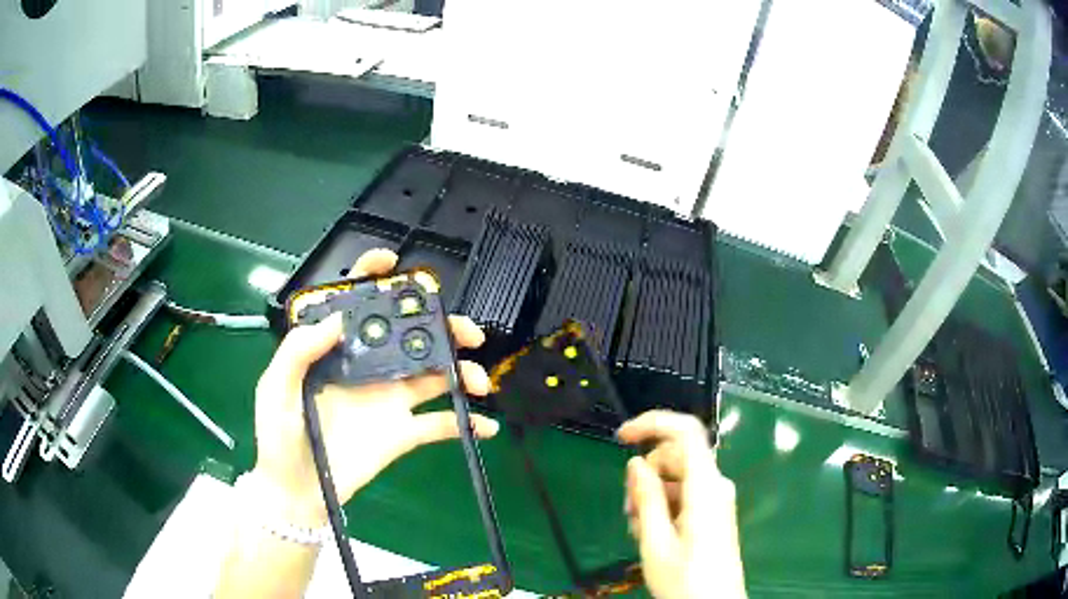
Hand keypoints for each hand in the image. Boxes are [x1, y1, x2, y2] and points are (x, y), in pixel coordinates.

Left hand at [251, 249, 499, 525]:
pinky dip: (465, 422)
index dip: (373, 278)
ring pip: (433, 374)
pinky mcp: (402, 433)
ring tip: (477, 382)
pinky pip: (439, 424)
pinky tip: (485, 425)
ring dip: (461, 372)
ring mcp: (388, 400)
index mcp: (335, 352)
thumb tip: (338, 320)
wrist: (298, 492)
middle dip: (442, 326)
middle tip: (467, 332)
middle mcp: (367, 368)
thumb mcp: (275, 390)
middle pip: (409, 336)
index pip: (355, 305)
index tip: (393, 264)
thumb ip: (297, 352)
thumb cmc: (279, 438)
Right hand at [617, 411, 745, 598]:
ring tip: (637, 529)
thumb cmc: (685, 579)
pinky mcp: (715, 512)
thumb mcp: (655, 542)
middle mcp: (716, 485)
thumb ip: (646, 498)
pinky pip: (686, 494)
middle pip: (677, 456)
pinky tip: (651, 532)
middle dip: (646, 474)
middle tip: (627, 509)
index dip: (653, 424)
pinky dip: (664, 505)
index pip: (686, 432)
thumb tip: (635, 463)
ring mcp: (717, 499)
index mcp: (705, 488)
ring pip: (678, 477)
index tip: (620, 437)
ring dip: (652, 495)